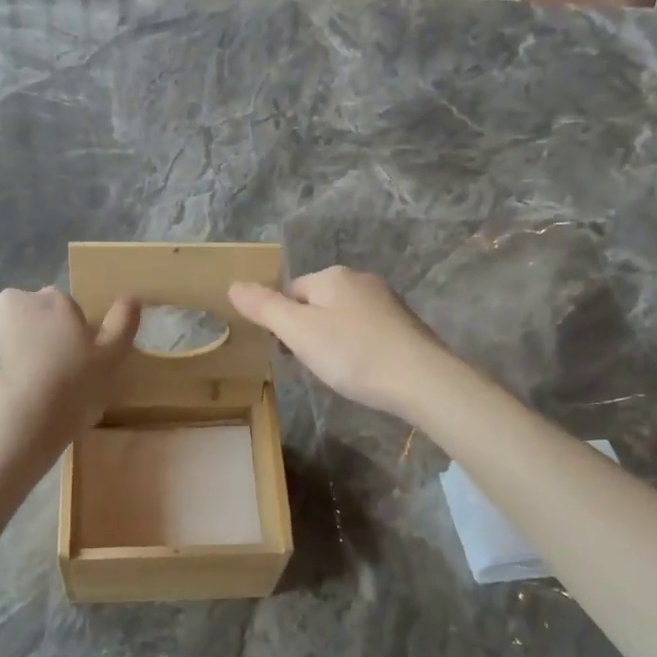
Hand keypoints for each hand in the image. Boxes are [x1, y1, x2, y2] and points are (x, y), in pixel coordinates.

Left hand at [0, 287, 139, 460]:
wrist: (6, 430)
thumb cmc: (67, 396)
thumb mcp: (110, 365)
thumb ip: (122, 326)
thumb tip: (131, 297)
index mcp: (53, 301)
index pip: (62, 311)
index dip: (65, 339)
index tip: (67, 369)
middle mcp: (11, 300)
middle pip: (23, 317)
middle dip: (28, 340)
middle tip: (37, 382)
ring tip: (7, 393)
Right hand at [229, 266, 459, 422]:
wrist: (422, 380)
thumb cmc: (353, 354)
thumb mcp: (298, 332)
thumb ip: (264, 308)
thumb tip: (233, 285)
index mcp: (332, 276)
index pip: (290, 290)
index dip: (281, 321)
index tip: (286, 351)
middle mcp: (360, 280)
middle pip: (316, 302)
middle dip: (306, 330)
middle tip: (308, 364)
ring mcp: (386, 302)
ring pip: (342, 317)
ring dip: (331, 340)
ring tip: (334, 371)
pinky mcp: (404, 325)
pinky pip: (366, 332)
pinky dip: (356, 348)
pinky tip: (361, 371)